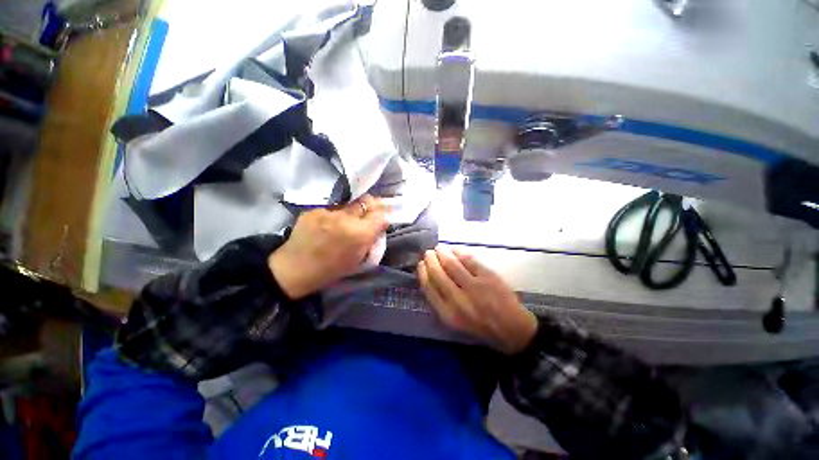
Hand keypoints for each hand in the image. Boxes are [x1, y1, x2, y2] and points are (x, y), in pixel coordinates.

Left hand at [269, 195, 387, 298]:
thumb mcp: (359, 259)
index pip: (380, 214)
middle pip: (366, 201)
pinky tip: (325, 227)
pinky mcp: (314, 210)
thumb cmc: (332, 269)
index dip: (381, 216)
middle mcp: (346, 218)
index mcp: (359, 234)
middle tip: (365, 217)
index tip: (379, 221)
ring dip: (350, 213)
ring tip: (342, 225)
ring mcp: (328, 212)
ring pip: (348, 205)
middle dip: (369, 208)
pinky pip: (331, 209)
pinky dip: (333, 216)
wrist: (295, 269)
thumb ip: (371, 239)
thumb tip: (379, 225)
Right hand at [417, 246, 537, 354]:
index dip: (422, 273)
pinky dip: (458, 251)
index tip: (420, 264)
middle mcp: (458, 300)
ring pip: (451, 264)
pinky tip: (454, 249)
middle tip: (428, 253)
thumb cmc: (479, 325)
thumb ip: (440, 301)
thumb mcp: (454, 320)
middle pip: (438, 273)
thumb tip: (429, 276)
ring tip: (439, 249)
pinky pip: (468, 259)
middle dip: (430, 260)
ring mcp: (474, 287)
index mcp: (448, 314)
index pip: (428, 288)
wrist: (511, 328)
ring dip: (442, 253)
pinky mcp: (488, 277)